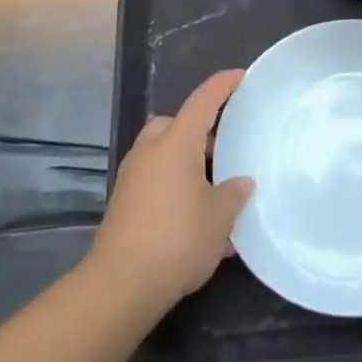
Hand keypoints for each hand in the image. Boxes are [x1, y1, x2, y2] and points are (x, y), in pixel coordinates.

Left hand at [90, 69, 252, 310]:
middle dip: (199, 131)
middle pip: (176, 125)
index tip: (239, 76)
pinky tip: (195, 218)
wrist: (121, 285)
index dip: (222, 85)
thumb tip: (240, 183)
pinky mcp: (124, 202)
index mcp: (176, 142)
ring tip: (214, 189)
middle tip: (225, 149)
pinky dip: (174, 185)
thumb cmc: (178, 239)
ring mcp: (132, 176)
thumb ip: (234, 193)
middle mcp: (151, 150)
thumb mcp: (220, 217)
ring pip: (164, 153)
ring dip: (186, 162)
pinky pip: (155, 179)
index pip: (203, 101)